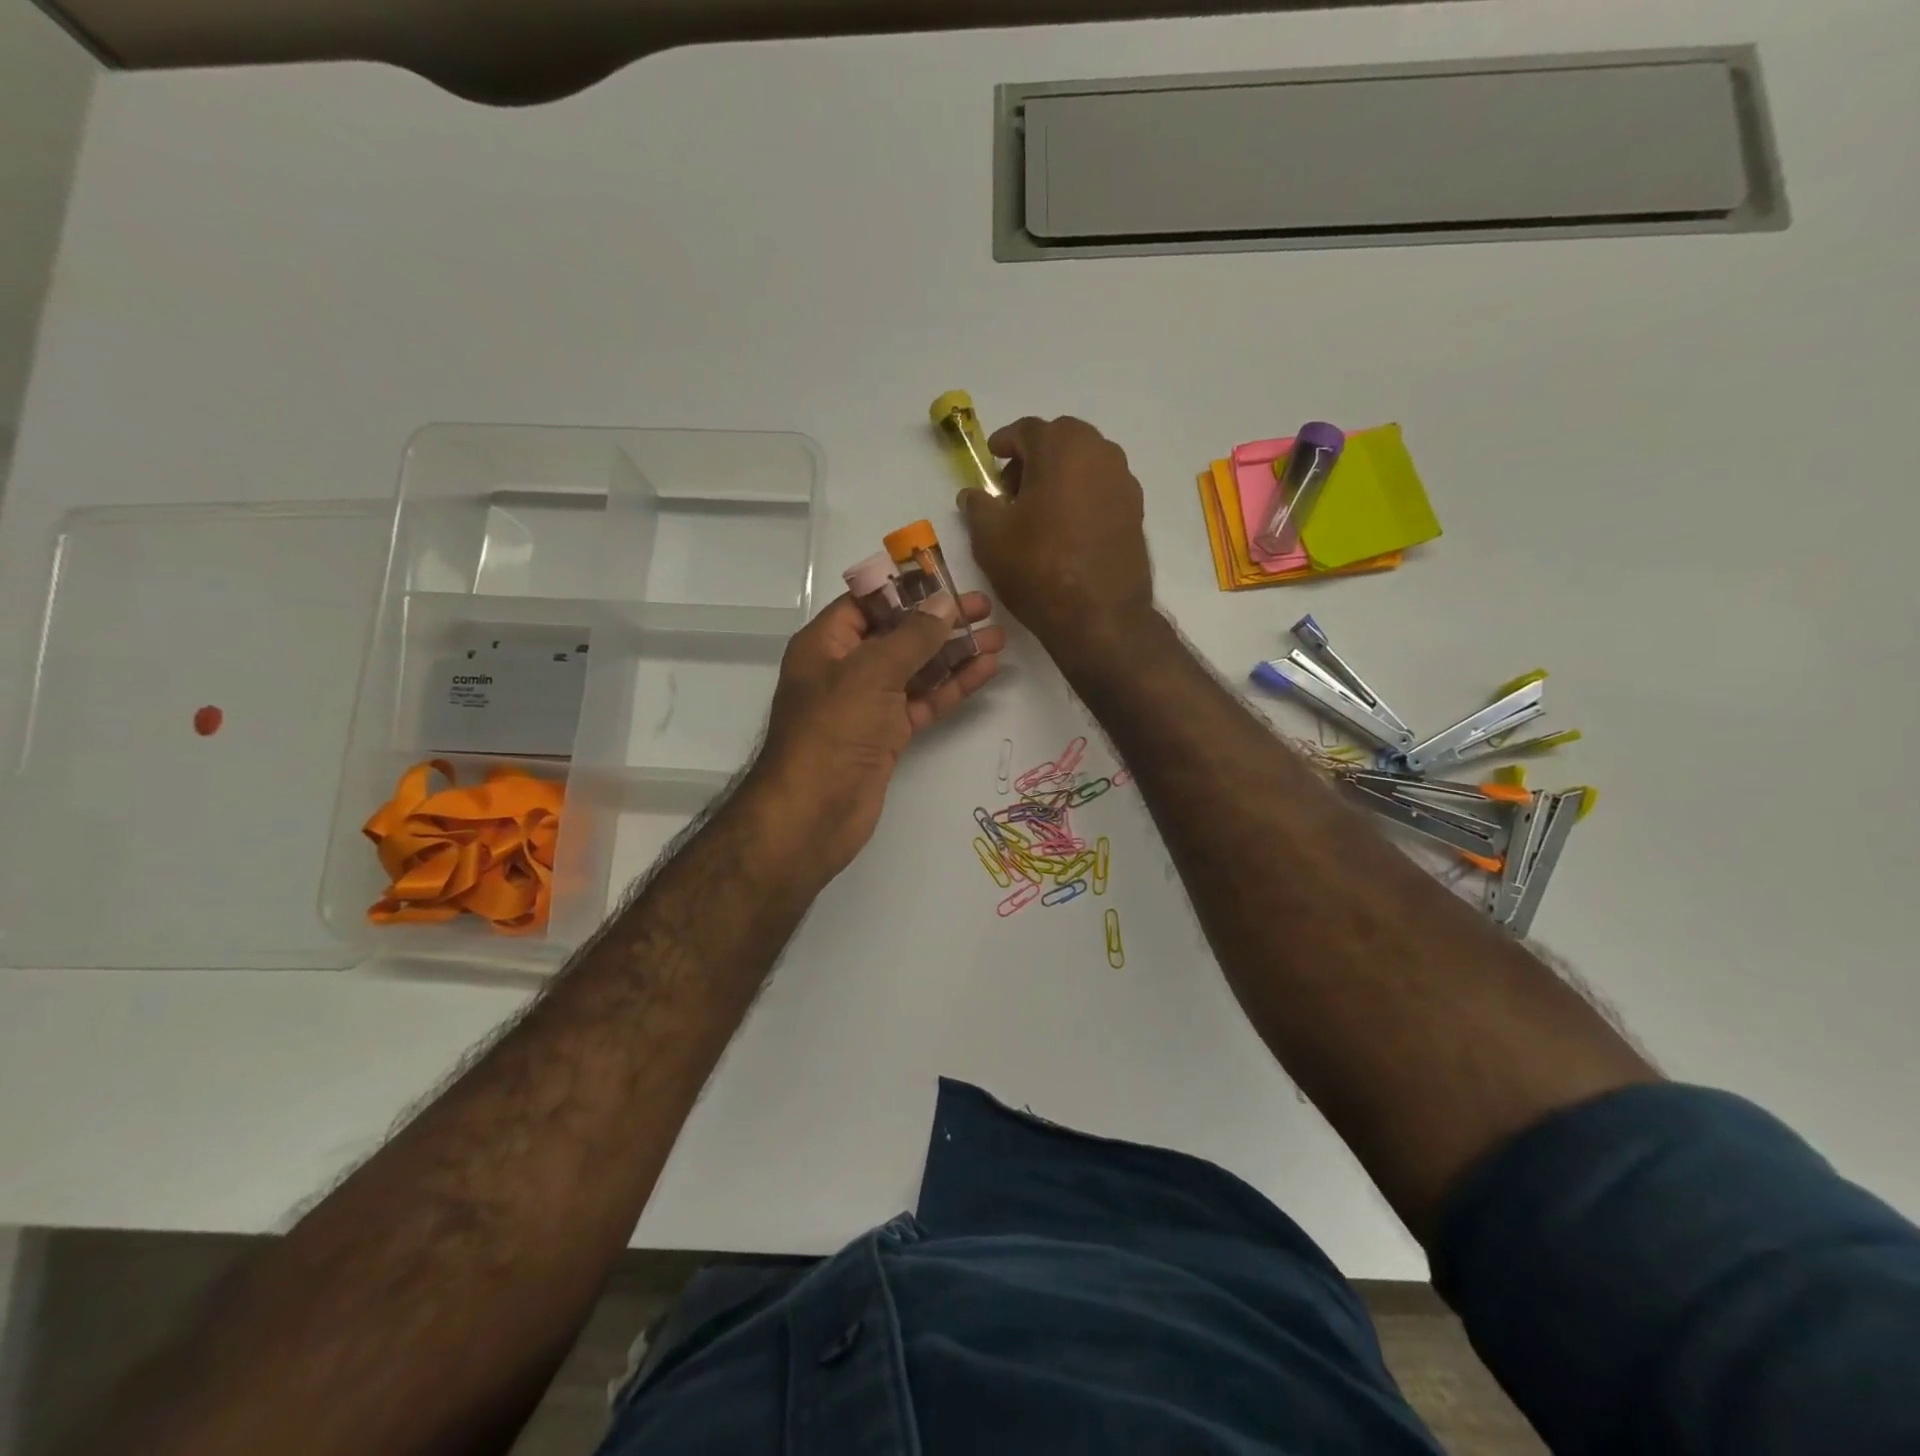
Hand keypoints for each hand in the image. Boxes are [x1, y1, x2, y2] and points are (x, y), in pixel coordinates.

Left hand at [747, 589, 1003, 877]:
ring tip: (997, 639)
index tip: (949, 579)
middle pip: (898, 634)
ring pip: (916, 669)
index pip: (869, 602)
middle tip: (985, 609)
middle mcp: (846, 668)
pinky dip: (952, 686)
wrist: (813, 813)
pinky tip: (984, 671)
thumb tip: (945, 603)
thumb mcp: (871, 672)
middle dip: (940, 621)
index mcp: (827, 643)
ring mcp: (868, 703)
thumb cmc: (833, 730)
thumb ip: (913, 636)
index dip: (908, 589)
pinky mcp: (887, 734)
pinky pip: (923, 701)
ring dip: (954, 653)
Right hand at [957, 416, 1155, 672]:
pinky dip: (1082, 495)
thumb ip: (978, 506)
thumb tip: (973, 494)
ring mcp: (1124, 481)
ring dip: (1061, 474)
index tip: (992, 458)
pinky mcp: (1136, 510)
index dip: (1004, 443)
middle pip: (1061, 440)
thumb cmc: (1038, 568)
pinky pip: (1102, 488)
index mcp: (1061, 447)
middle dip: (1034, 456)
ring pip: (1085, 463)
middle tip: (1013, 489)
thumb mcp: (990, 538)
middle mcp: (1100, 452)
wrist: (1099, 616)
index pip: (1026, 430)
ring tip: (1040, 510)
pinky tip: (1067, 527)